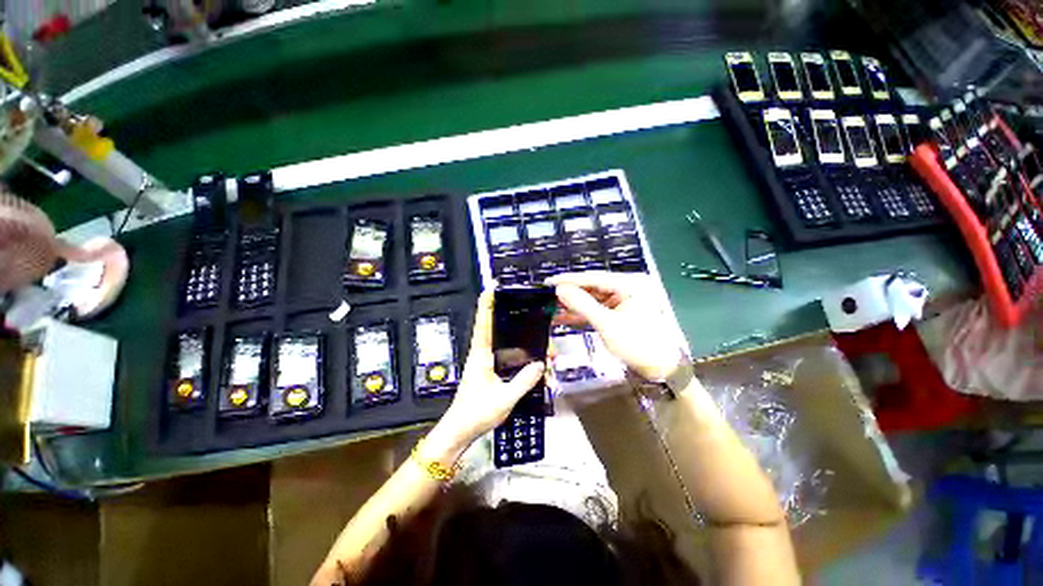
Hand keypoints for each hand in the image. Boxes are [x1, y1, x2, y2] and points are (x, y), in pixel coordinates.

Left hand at [429, 290, 544, 457]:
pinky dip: (524, 358)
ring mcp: (488, 364)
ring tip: (545, 347)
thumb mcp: (503, 400)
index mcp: (480, 356)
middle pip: (499, 330)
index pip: (483, 323)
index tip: (492, 287)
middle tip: (537, 320)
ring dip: (525, 344)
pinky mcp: (492, 373)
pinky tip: (538, 364)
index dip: (487, 304)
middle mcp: (483, 355)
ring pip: (508, 345)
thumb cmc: (475, 414)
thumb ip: (522, 382)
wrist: (460, 432)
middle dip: (516, 322)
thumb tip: (541, 364)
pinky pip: (510, 359)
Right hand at [548, 271, 686, 380]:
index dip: (569, 280)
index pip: (593, 277)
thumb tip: (560, 290)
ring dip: (574, 305)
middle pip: (592, 287)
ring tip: (552, 307)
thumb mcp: (607, 324)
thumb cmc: (639, 344)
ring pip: (593, 299)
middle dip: (570, 293)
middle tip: (548, 296)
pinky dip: (582, 314)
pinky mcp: (619, 313)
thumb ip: (582, 305)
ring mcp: (623, 301)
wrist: (662, 369)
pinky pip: (597, 310)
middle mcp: (626, 288)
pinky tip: (564, 317)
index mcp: (629, 284)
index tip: (549, 282)